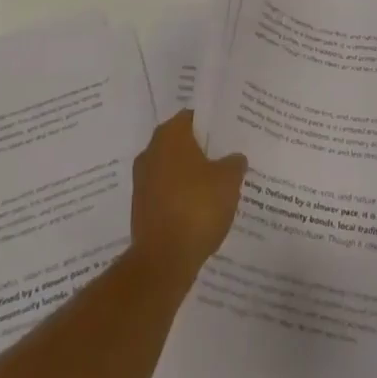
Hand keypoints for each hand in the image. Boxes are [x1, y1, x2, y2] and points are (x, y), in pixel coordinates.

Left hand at [130, 110, 247, 287]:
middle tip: (228, 159)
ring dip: (191, 176)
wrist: (163, 260)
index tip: (230, 135)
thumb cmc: (197, 207)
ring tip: (218, 187)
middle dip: (203, 151)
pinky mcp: (141, 207)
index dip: (213, 125)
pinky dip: (181, 197)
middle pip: (182, 143)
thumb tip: (235, 158)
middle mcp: (151, 151)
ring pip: (173, 169)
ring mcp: (142, 180)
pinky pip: (166, 193)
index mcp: (170, 135)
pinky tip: (201, 211)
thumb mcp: (229, 180)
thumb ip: (234, 163)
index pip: (193, 117)